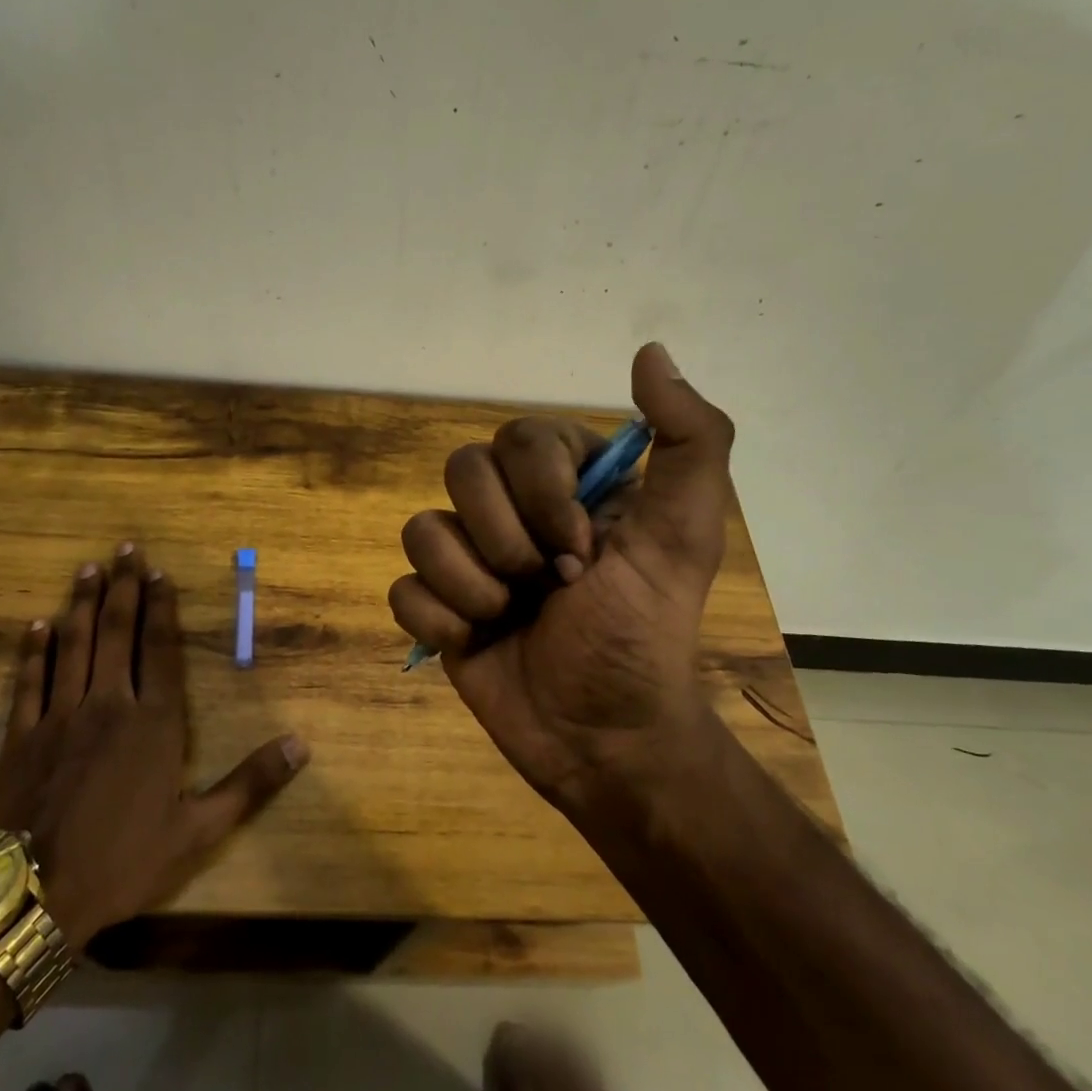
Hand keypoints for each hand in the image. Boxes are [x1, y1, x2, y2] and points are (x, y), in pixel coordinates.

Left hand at [0, 544, 308, 944]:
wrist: (36, 898)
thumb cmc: (125, 860)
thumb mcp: (200, 829)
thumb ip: (251, 782)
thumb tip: (302, 744)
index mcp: (156, 723)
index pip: (162, 650)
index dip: (162, 608)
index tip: (160, 574)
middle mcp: (110, 705)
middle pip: (118, 634)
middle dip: (124, 588)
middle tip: (125, 548)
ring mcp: (61, 717)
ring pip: (74, 645)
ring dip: (83, 604)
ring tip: (89, 569)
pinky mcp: (22, 736)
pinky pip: (30, 681)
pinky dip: (34, 650)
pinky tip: (38, 624)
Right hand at [387, 342, 734, 817]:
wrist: (603, 740)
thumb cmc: (643, 636)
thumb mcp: (684, 536)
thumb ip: (689, 440)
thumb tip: (649, 350)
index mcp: (568, 486)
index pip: (520, 437)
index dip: (542, 491)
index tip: (582, 549)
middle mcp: (513, 512)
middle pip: (461, 472)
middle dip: (504, 540)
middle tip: (547, 586)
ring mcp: (470, 560)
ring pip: (421, 529)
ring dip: (469, 584)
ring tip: (509, 619)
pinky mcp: (438, 608)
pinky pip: (402, 588)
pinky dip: (437, 619)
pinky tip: (474, 643)